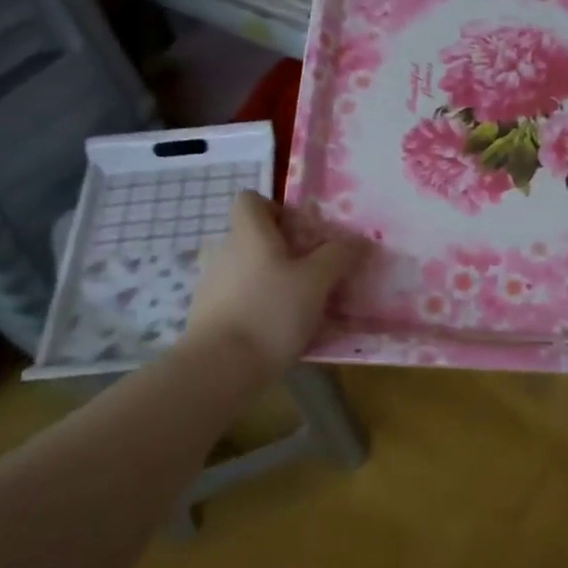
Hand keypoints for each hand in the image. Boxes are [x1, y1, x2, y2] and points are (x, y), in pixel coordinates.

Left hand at [183, 192, 366, 380]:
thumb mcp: (316, 282)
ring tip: (302, 309)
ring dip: (274, 282)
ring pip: (249, 271)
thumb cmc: (271, 312)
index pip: (251, 200)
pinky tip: (279, 334)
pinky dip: (260, 309)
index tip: (302, 234)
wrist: (219, 368)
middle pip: (255, 238)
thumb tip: (359, 240)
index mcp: (249, 234)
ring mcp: (212, 286)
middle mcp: (225, 252)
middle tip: (315, 275)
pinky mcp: (208, 317)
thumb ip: (339, 256)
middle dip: (286, 252)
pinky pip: (240, 301)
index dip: (277, 209)